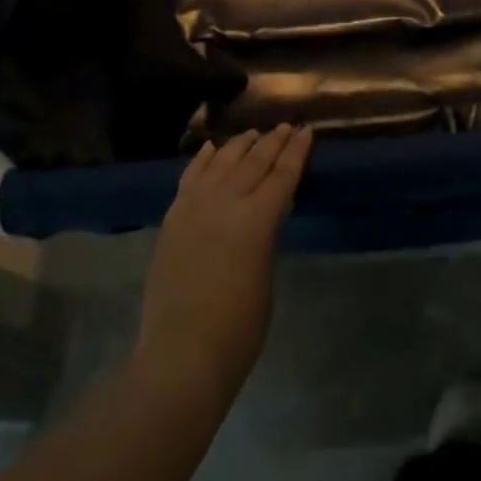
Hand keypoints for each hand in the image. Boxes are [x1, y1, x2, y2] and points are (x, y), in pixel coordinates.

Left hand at [134, 124, 312, 410]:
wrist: (181, 354)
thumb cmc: (238, 329)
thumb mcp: (266, 276)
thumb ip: (265, 237)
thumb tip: (264, 214)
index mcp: (258, 220)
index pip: (283, 174)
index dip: (297, 151)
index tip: (307, 131)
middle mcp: (226, 201)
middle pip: (254, 161)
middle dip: (273, 141)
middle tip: (286, 126)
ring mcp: (195, 206)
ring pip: (222, 161)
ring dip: (241, 144)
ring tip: (253, 133)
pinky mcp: (173, 217)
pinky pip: (191, 176)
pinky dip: (204, 158)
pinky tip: (213, 148)